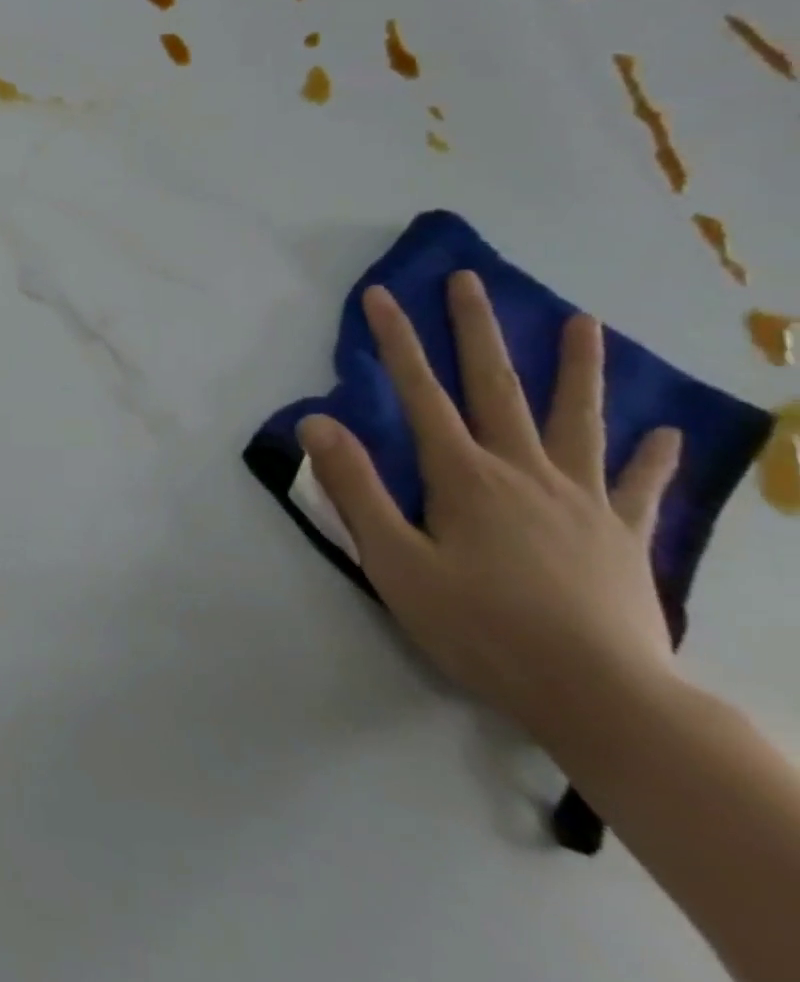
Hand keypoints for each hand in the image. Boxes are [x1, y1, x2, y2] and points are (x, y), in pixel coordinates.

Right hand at [297, 271, 682, 745]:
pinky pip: (641, 488)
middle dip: (477, 329)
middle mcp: (524, 472)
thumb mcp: (395, 561)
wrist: (604, 701)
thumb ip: (355, 487)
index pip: (420, 392)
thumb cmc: (482, 629)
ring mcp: (581, 501)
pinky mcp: (623, 537)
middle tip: (471, 280)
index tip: (381, 294)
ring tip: (586, 322)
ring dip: (577, 368)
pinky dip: (653, 458)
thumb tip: (317, 420)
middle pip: (497, 387)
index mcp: (465, 476)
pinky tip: (665, 433)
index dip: (396, 340)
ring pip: (578, 420)